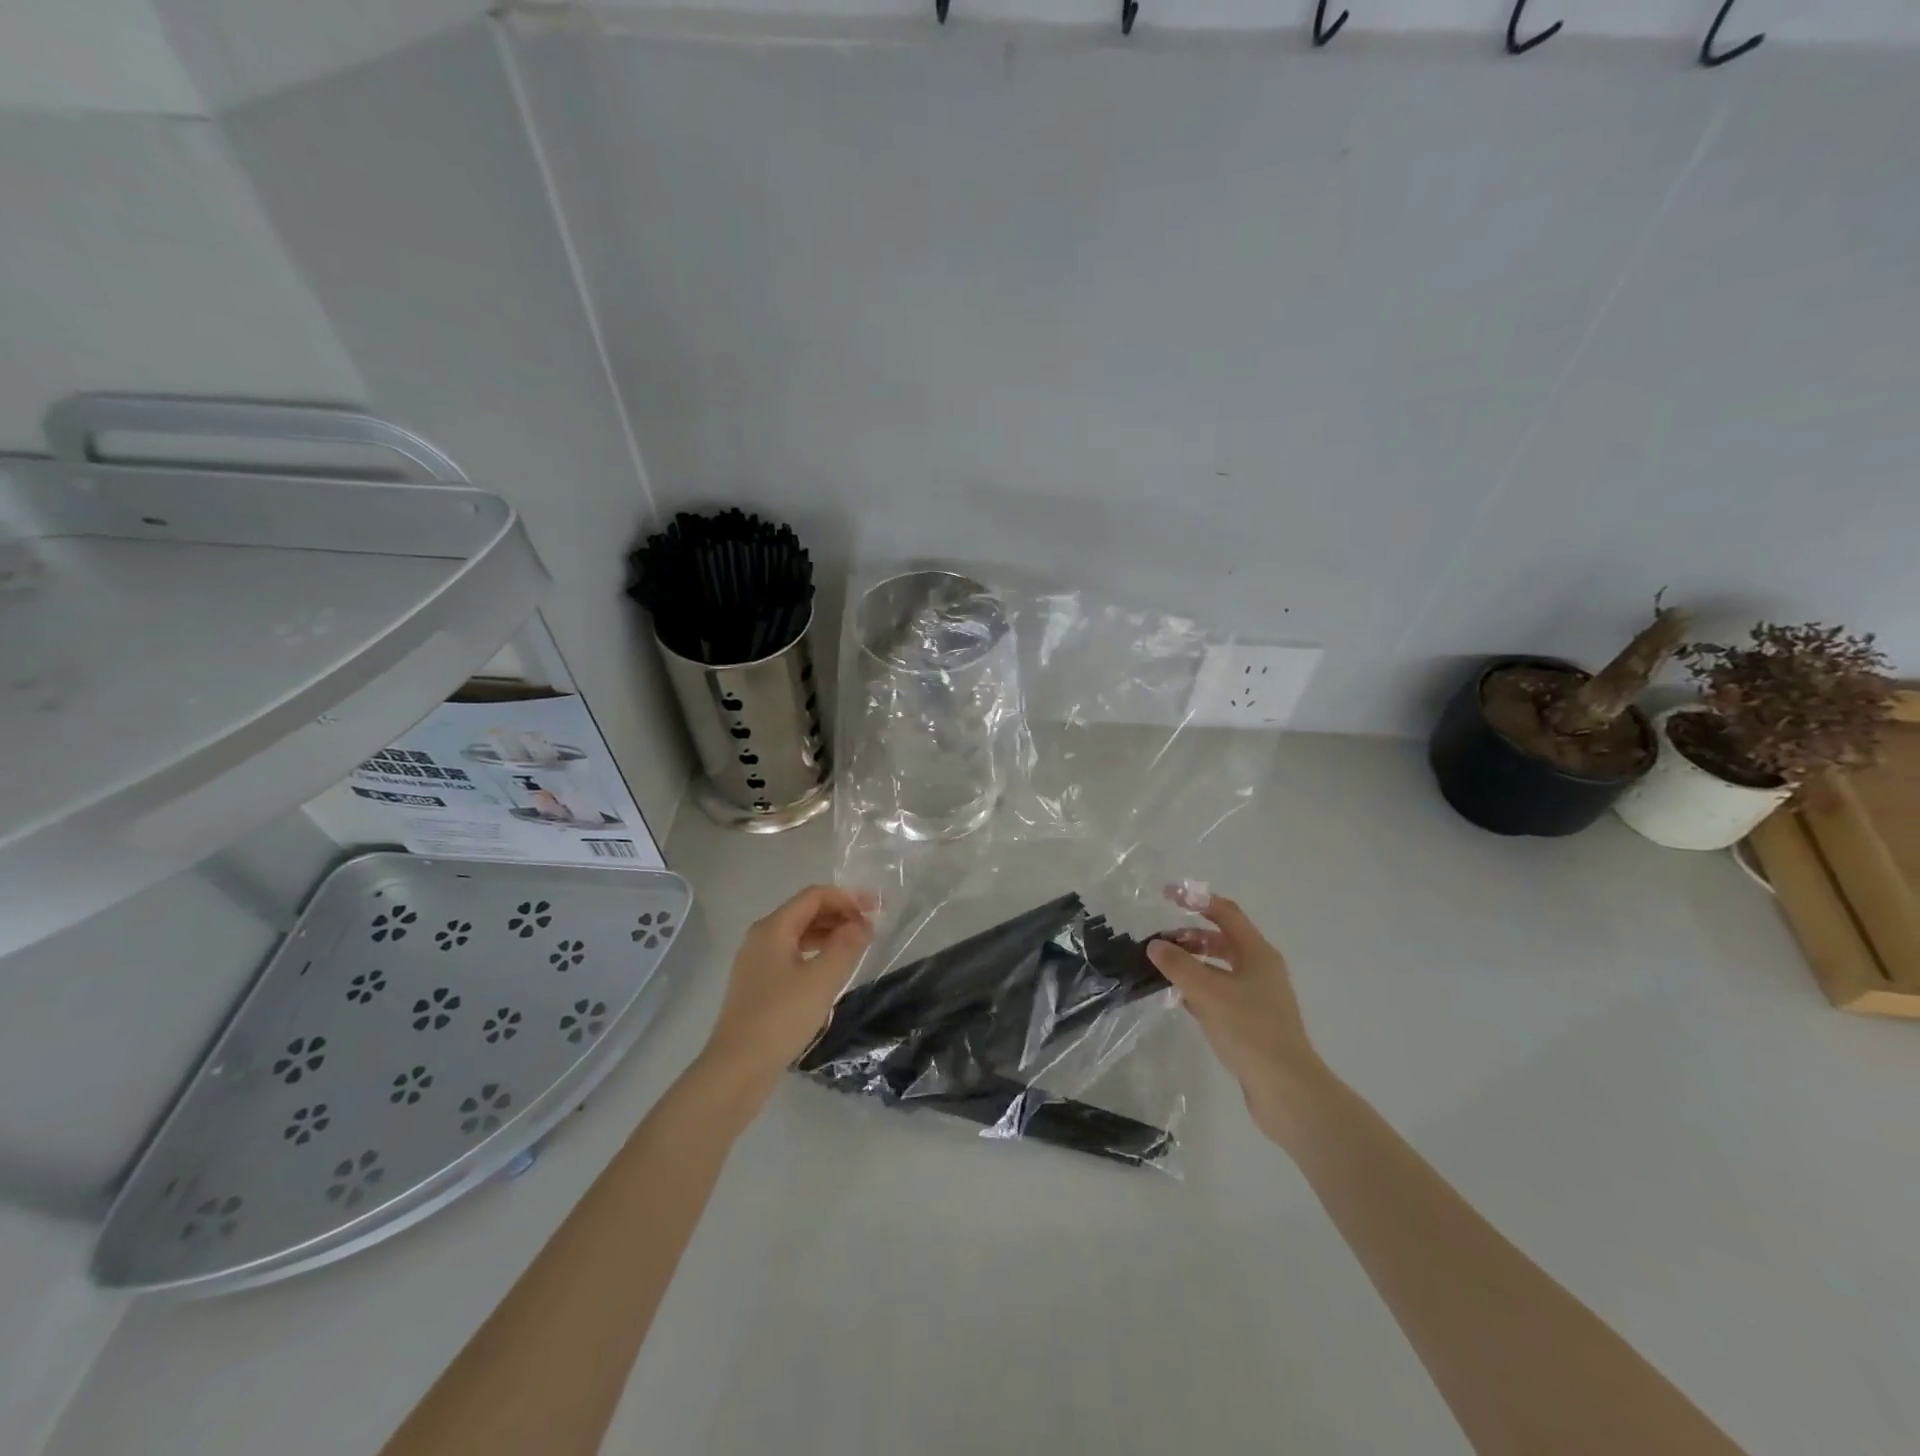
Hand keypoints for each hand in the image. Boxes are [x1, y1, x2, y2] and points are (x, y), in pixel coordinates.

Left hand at [700, 885, 874, 1092]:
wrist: (738, 1067)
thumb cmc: (781, 1017)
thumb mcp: (822, 979)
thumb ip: (846, 946)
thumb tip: (861, 925)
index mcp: (773, 928)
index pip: (815, 896)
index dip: (848, 897)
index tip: (877, 909)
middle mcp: (761, 937)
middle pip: (805, 912)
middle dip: (840, 914)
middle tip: (871, 929)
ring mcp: (756, 961)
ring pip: (799, 934)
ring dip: (830, 934)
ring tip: (857, 948)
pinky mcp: (758, 984)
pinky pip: (792, 955)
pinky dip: (816, 953)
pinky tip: (831, 970)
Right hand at [1146, 886, 1327, 1144]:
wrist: (1287, 1089)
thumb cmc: (1250, 1030)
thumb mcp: (1208, 992)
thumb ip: (1178, 965)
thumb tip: (1156, 945)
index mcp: (1257, 953)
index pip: (1225, 912)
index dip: (1196, 900)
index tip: (1166, 896)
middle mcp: (1261, 969)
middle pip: (1222, 940)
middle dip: (1190, 936)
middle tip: (1160, 943)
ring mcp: (1258, 996)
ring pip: (1220, 968)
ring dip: (1193, 964)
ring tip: (1164, 970)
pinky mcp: (1252, 1021)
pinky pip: (1221, 993)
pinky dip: (1200, 989)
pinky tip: (1180, 1000)